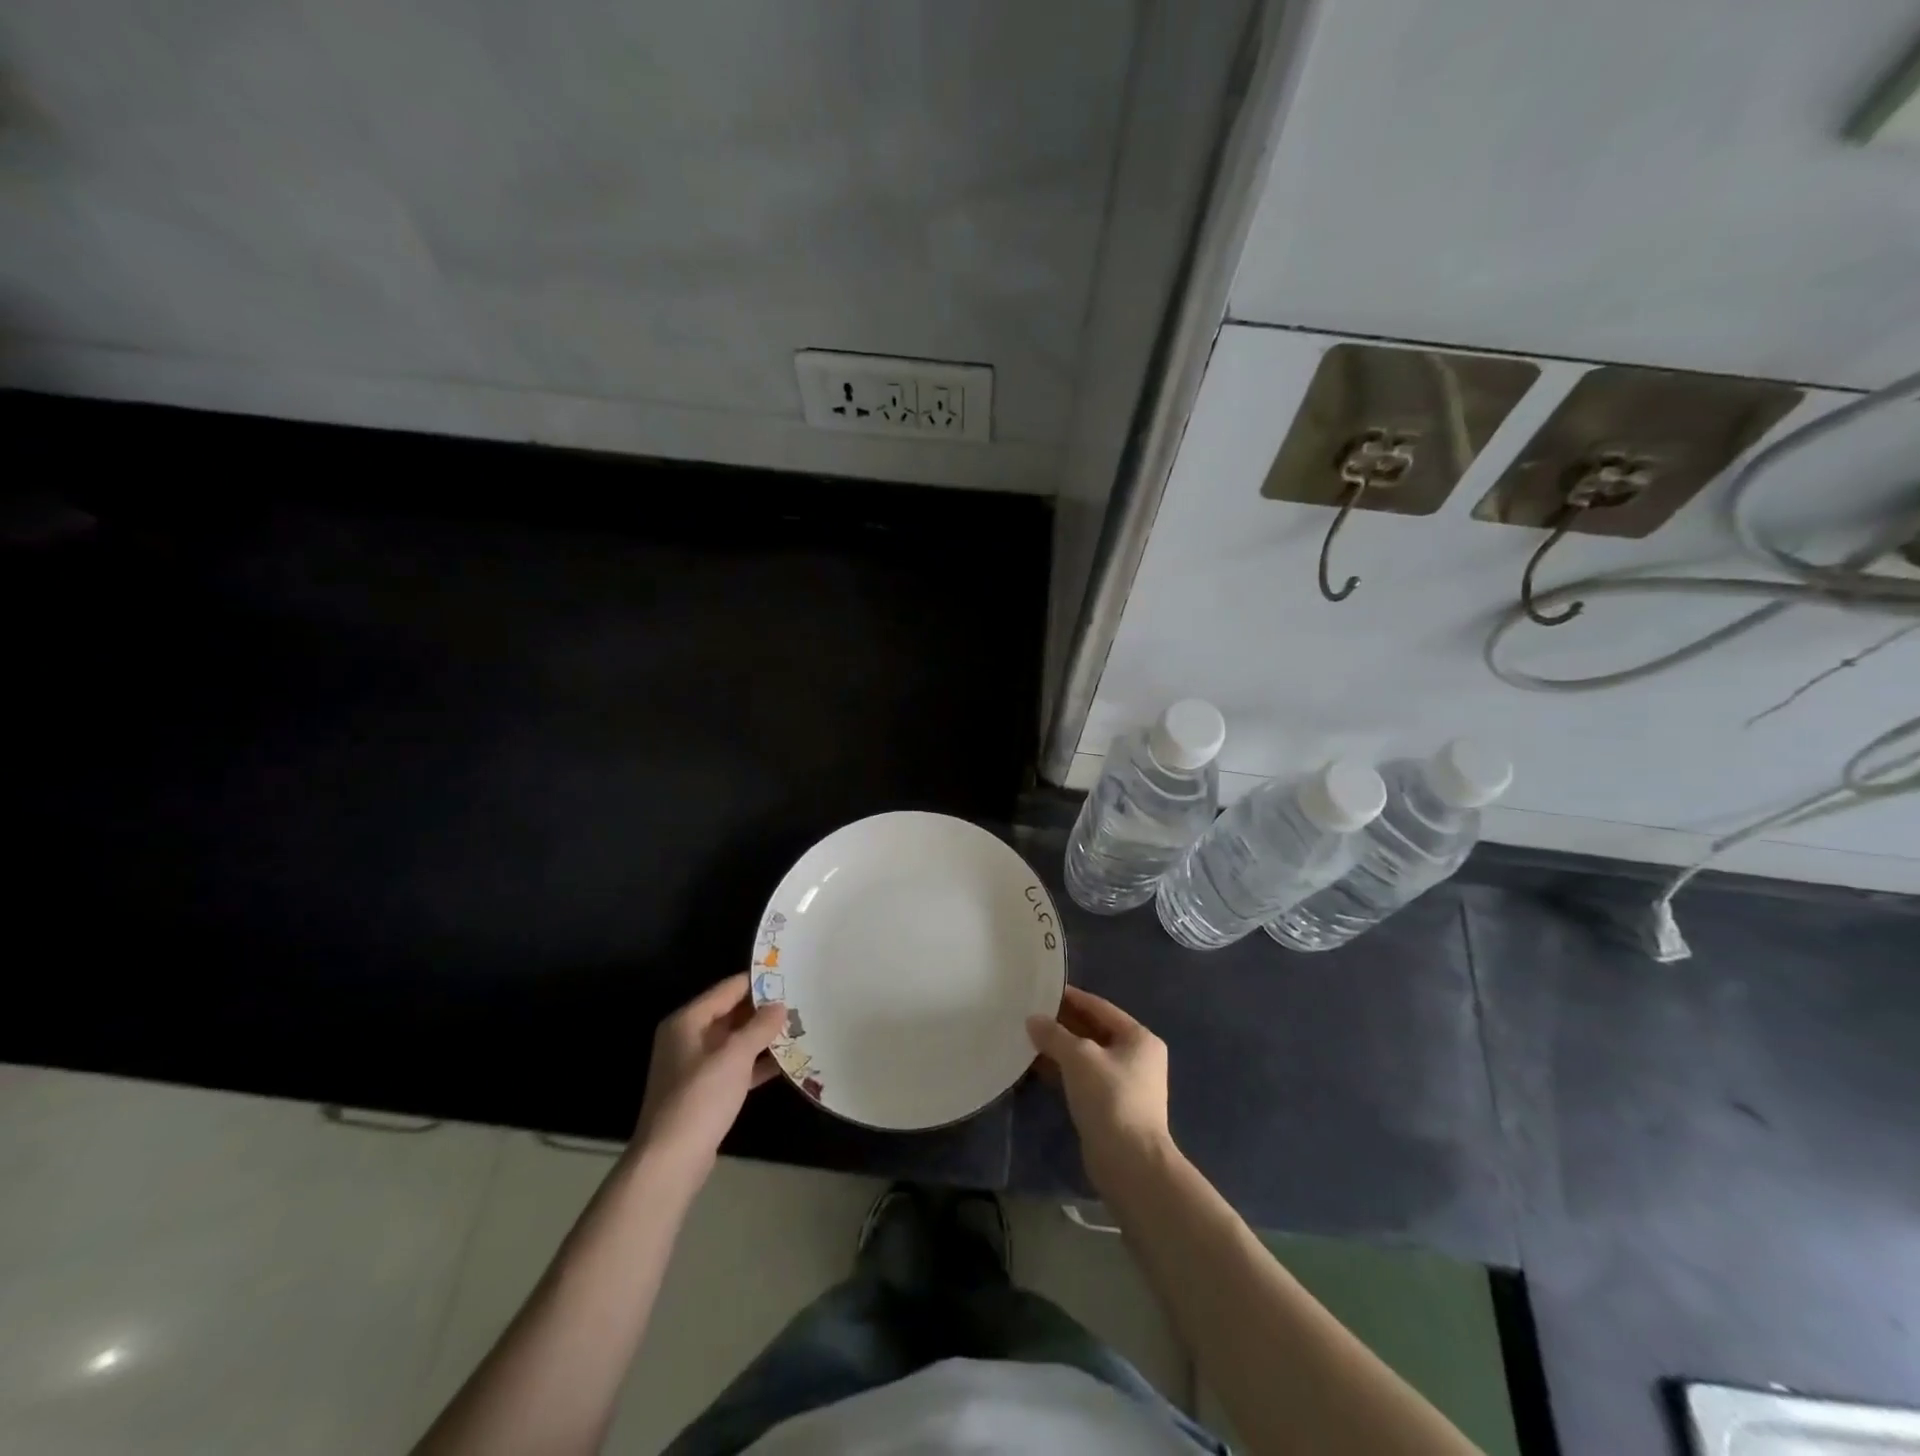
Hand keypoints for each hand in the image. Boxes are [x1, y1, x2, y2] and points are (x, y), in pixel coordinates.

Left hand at [635, 974, 785, 1171]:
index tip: (791, 977)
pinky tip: (786, 1064)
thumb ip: (760, 1027)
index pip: (728, 989)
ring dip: (764, 1038)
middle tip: (801, 1003)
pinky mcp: (705, 1092)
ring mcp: (695, 1066)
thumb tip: (779, 1005)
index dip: (759, 982)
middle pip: (731, 1013)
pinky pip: (736, 1067)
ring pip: (735, 1042)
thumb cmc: (700, 1098)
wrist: (670, 1162)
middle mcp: (688, 1038)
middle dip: (764, 1011)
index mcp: (688, 1021)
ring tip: (800, 1029)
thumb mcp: (735, 1056)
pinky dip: (757, 1064)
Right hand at [1027, 985, 1174, 1196]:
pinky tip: (1038, 1067)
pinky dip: (1064, 1071)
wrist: (1130, 1163)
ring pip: (1087, 1057)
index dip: (1071, 998)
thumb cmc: (1110, 1098)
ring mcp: (1125, 1084)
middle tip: (1031, 1014)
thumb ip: (1054, 1035)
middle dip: (1063, 1024)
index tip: (1043, 990)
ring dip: (1061, 1049)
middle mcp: (1136, 1057)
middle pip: (1094, 1031)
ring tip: (1028, 1038)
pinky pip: (1084, 1078)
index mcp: (1138, 1038)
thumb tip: (1032, 1020)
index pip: (1100, 1008)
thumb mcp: (1079, 1058)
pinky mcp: (1112, 1107)